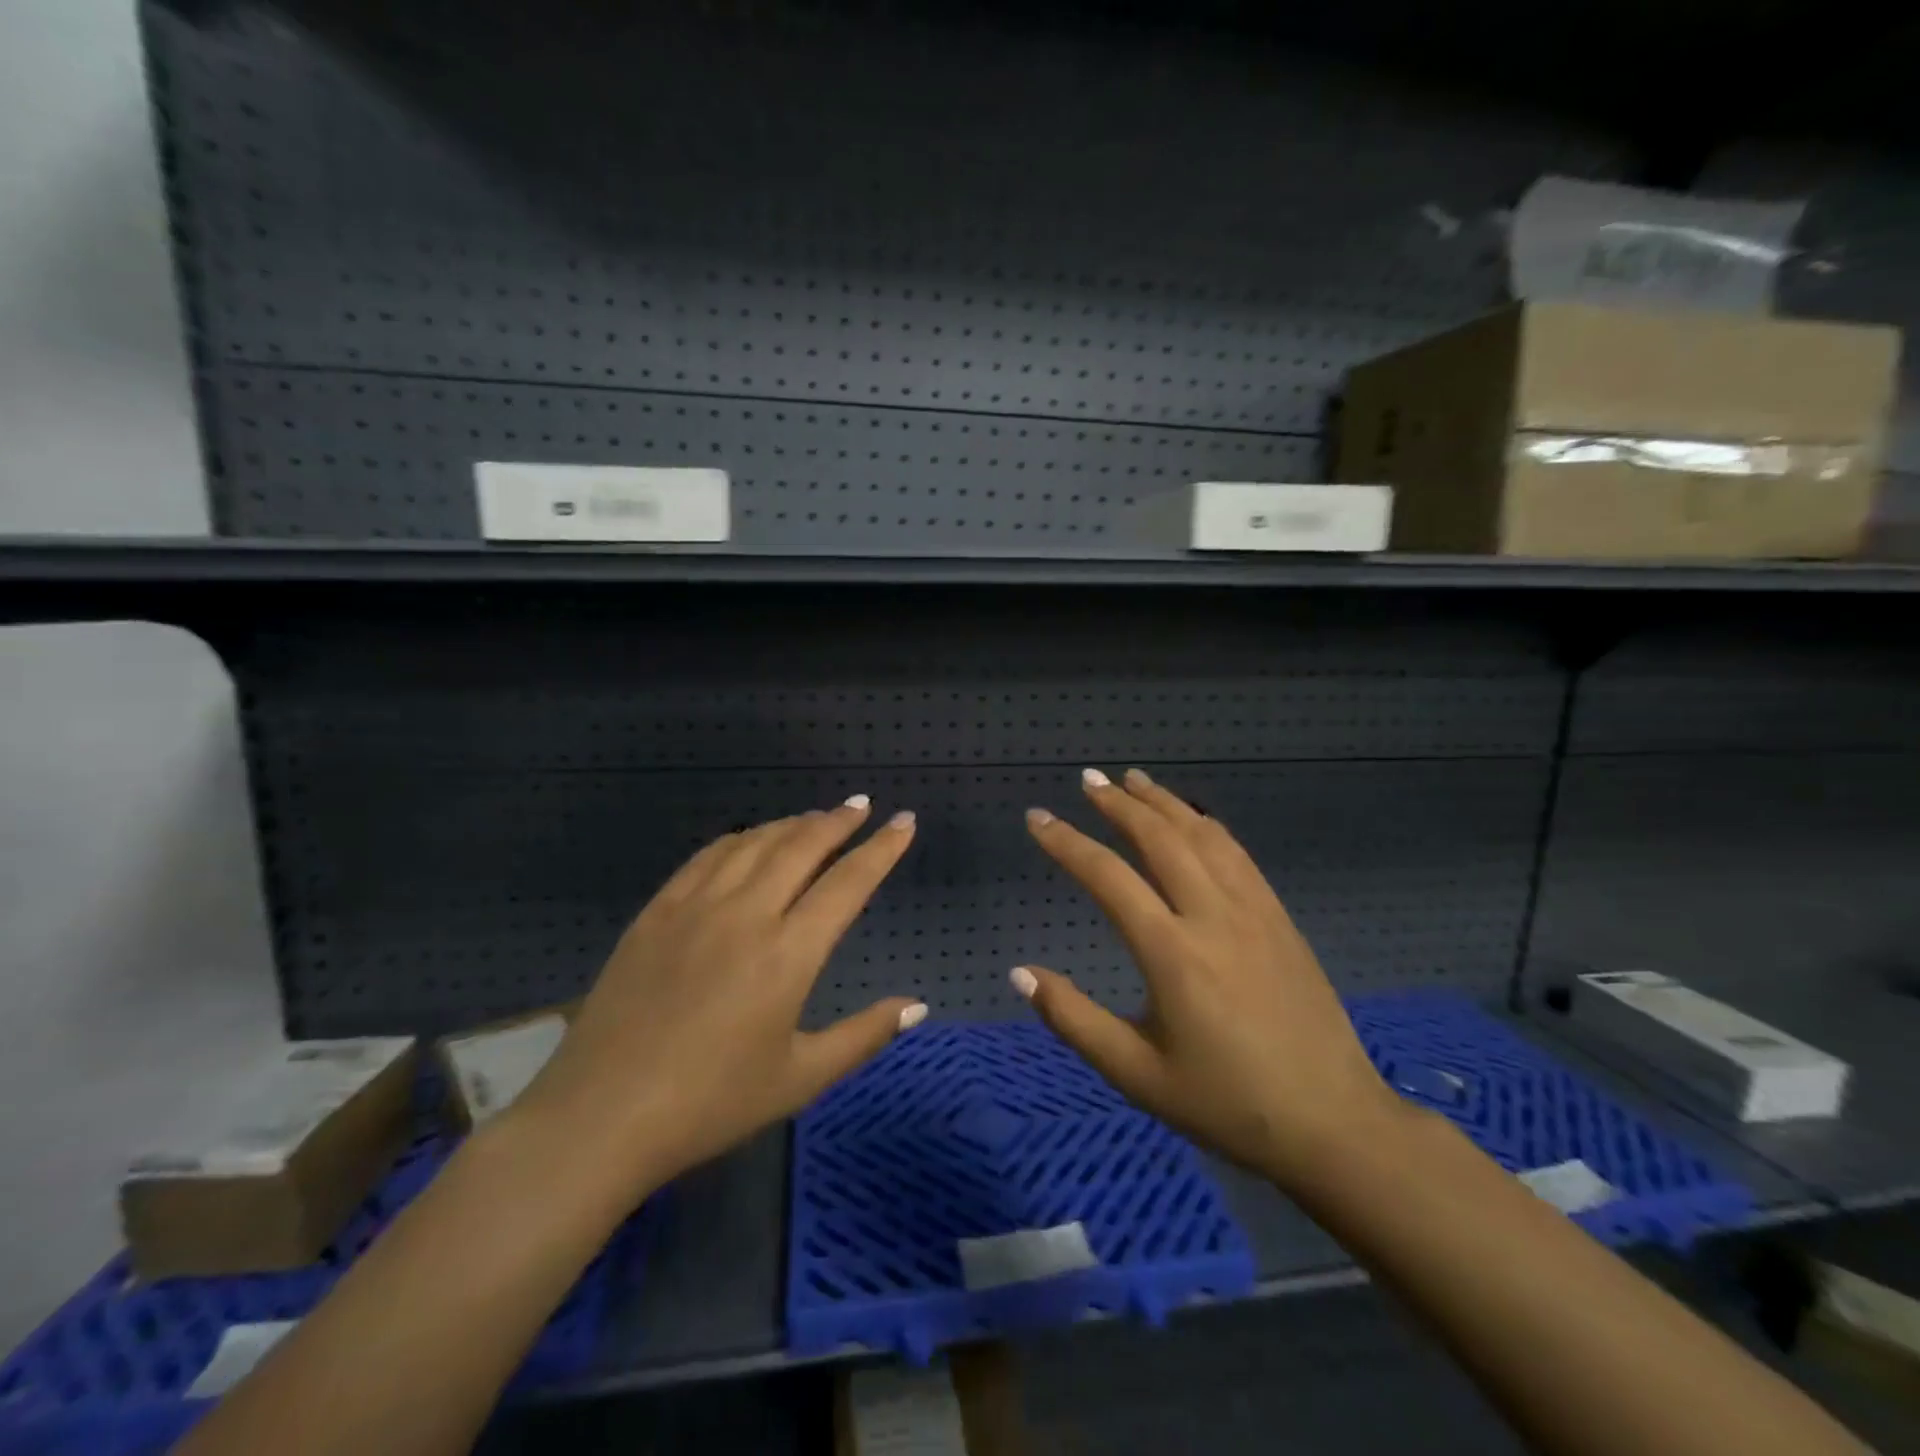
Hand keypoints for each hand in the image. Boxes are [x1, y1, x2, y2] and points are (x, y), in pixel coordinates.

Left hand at [516, 797, 924, 1194]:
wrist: (600, 1118)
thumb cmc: (710, 1104)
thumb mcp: (800, 1079)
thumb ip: (864, 1036)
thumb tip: (917, 1006)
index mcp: (788, 954)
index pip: (848, 883)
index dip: (881, 849)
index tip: (904, 822)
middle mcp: (745, 914)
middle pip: (801, 847)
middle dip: (838, 821)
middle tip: (861, 805)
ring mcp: (695, 907)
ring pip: (754, 843)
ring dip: (791, 824)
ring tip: (815, 818)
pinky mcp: (656, 913)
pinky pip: (706, 857)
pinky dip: (739, 839)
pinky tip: (748, 839)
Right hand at [1014, 768, 1403, 1188]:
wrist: (1332, 1123)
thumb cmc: (1226, 1104)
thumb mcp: (1136, 1075)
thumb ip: (1073, 1019)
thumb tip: (1020, 973)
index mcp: (1172, 953)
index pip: (1108, 877)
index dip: (1066, 843)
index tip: (1037, 818)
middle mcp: (1212, 915)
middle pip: (1159, 838)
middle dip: (1118, 803)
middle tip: (1089, 779)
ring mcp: (1253, 910)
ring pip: (1202, 834)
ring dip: (1163, 802)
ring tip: (1133, 779)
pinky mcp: (1279, 917)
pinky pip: (1236, 853)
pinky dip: (1206, 823)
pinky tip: (1193, 817)